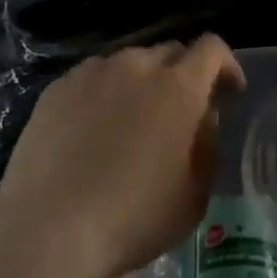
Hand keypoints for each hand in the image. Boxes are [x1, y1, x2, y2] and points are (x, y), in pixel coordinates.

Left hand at [0, 36, 243, 277]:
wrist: (47, 229)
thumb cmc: (132, 218)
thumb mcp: (194, 195)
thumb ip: (207, 149)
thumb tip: (201, 125)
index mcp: (179, 87)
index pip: (212, 48)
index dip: (226, 65)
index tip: (229, 93)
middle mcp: (137, 66)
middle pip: (170, 52)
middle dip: (184, 74)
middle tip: (181, 112)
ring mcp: (93, 73)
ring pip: (129, 63)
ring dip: (142, 82)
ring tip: (133, 120)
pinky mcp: (58, 88)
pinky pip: (93, 78)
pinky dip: (104, 93)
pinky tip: (94, 130)